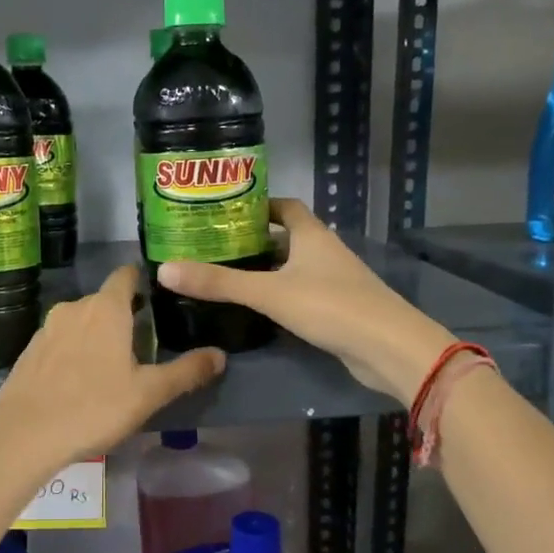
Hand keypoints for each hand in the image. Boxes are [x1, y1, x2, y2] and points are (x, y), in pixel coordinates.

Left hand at [0, 264, 225, 469]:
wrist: (23, 436)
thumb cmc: (93, 408)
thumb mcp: (148, 394)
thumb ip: (186, 372)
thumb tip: (220, 355)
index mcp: (105, 308)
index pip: (126, 275)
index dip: (144, 281)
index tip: (160, 298)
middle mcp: (74, 308)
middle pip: (105, 301)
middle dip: (125, 316)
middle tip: (145, 345)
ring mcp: (47, 328)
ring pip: (81, 322)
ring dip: (98, 335)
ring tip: (114, 366)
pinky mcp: (29, 351)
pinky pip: (61, 341)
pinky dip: (75, 351)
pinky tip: (80, 381)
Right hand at [157, 198, 453, 403]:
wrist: (387, 347)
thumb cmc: (330, 306)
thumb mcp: (268, 293)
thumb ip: (219, 283)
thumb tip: (165, 270)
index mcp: (312, 235)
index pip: (285, 206)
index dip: (259, 205)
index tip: (226, 212)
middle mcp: (325, 251)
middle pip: (287, 236)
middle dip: (254, 240)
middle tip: (215, 247)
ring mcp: (334, 281)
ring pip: (294, 267)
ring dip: (266, 269)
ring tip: (227, 275)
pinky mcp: (338, 308)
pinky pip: (302, 292)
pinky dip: (280, 293)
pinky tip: (258, 307)